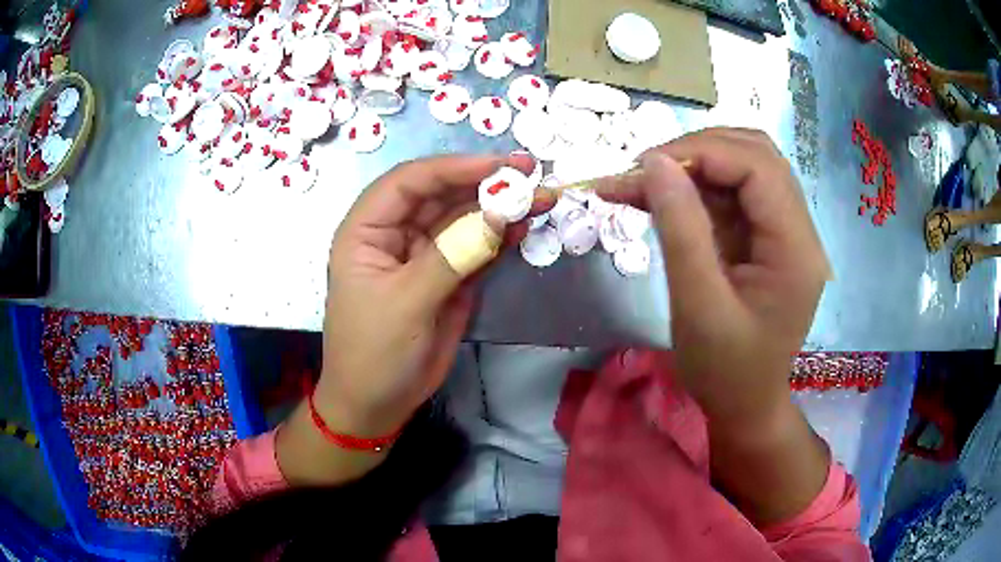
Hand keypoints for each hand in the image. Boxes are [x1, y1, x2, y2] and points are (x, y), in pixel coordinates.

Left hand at [317, 154, 535, 437]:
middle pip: (441, 195)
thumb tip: (499, 215)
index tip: (498, 166)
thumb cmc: (375, 353)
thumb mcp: (407, 303)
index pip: (409, 182)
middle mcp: (395, 233)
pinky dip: (499, 237)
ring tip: (540, 198)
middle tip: (531, 173)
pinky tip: (524, 227)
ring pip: (462, 219)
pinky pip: (475, 248)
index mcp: (367, 230)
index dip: (453, 167)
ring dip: (499, 208)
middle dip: (484, 183)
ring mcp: (424, 255)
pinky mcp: (448, 277)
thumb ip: (452, 256)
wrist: (378, 404)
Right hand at [598, 128, 829, 423]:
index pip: (758, 167)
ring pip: (744, 168)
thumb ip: (680, 229)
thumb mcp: (697, 306)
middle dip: (697, 152)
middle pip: (756, 156)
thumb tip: (654, 162)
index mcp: (795, 250)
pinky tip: (663, 199)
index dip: (702, 152)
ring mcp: (785, 233)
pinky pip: (734, 194)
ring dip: (694, 166)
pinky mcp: (767, 239)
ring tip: (645, 183)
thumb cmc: (725, 371)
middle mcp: (799, 231)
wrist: (745, 406)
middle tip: (644, 171)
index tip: (645, 166)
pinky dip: (697, 188)